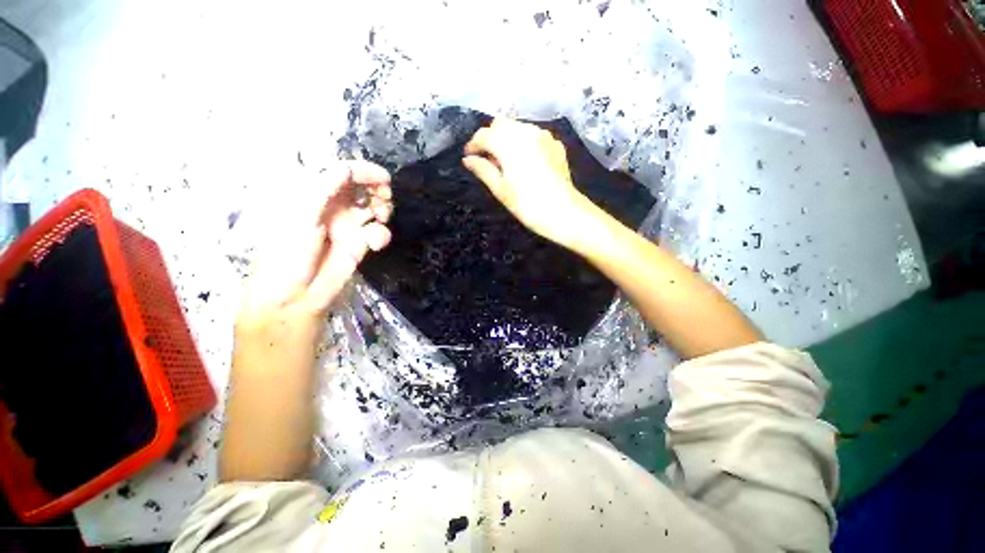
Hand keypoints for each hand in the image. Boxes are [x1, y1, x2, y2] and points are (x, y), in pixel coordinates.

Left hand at [238, 160, 392, 329]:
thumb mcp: (301, 215)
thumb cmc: (288, 253)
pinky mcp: (360, 244)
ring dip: (383, 209)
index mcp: (314, 195)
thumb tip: (347, 168)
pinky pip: (378, 232)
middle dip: (378, 189)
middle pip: (363, 188)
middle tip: (385, 198)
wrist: (295, 295)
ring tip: (382, 217)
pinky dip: (381, 235)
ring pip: (374, 208)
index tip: (384, 179)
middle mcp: (334, 207)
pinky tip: (375, 244)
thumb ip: (323, 189)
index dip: (365, 172)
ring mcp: (348, 225)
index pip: (343, 173)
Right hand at [462, 119, 595, 247]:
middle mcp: (525, 132)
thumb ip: (483, 170)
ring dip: (507, 138)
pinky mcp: (555, 144)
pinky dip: (524, 142)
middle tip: (487, 158)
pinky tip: (524, 160)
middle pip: (501, 125)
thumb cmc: (526, 204)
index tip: (469, 156)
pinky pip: (534, 135)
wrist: (562, 212)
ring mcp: (543, 136)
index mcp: (508, 143)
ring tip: (505, 160)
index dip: (473, 145)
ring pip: (518, 127)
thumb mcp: (500, 189)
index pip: (484, 135)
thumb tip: (467, 160)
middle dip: (490, 137)